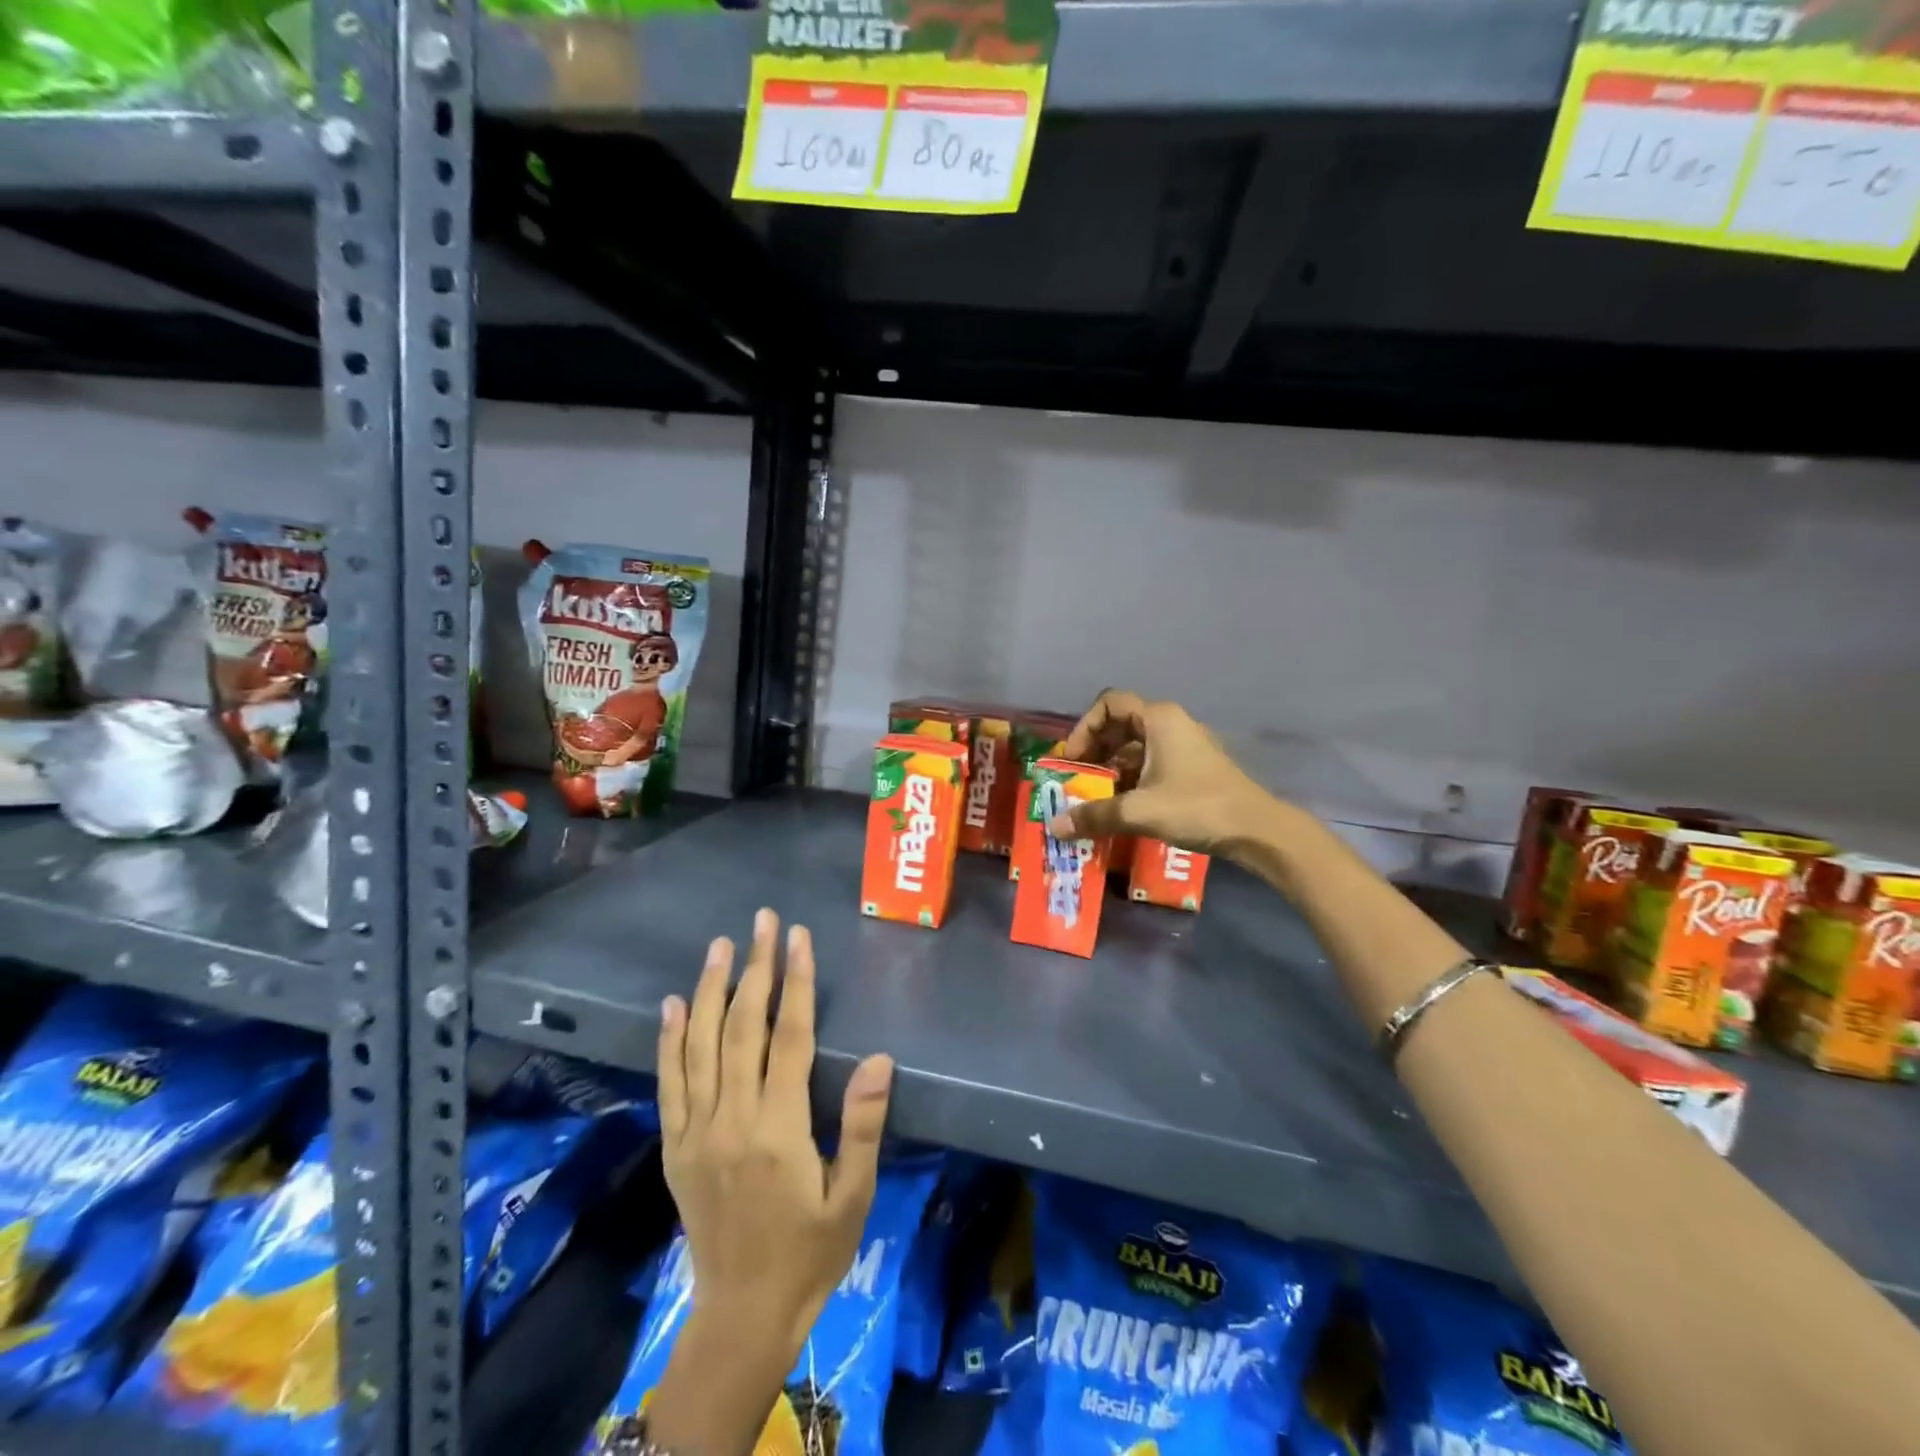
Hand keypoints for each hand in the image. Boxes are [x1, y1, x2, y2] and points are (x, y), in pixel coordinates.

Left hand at [657, 908, 894, 1355]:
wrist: (743, 1314)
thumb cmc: (811, 1252)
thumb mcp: (853, 1196)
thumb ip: (862, 1125)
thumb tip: (880, 1059)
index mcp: (778, 1128)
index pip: (788, 1036)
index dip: (795, 981)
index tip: (798, 936)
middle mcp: (731, 1119)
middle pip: (742, 1028)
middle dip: (756, 968)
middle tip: (762, 921)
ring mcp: (696, 1132)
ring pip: (700, 1045)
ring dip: (710, 990)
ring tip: (720, 945)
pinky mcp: (676, 1147)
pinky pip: (669, 1084)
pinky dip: (669, 1041)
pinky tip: (673, 1004)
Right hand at [1045, 690, 1276, 855]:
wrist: (1257, 830)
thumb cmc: (1197, 807)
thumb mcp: (1140, 811)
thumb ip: (1095, 815)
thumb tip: (1054, 826)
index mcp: (1158, 719)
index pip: (1108, 704)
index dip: (1084, 728)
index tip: (1074, 759)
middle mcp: (1170, 724)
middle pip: (1119, 724)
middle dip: (1094, 750)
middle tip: (1079, 779)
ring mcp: (1184, 745)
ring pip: (1135, 745)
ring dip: (1111, 767)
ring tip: (1095, 796)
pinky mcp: (1192, 767)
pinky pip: (1150, 762)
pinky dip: (1131, 778)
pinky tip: (1123, 805)